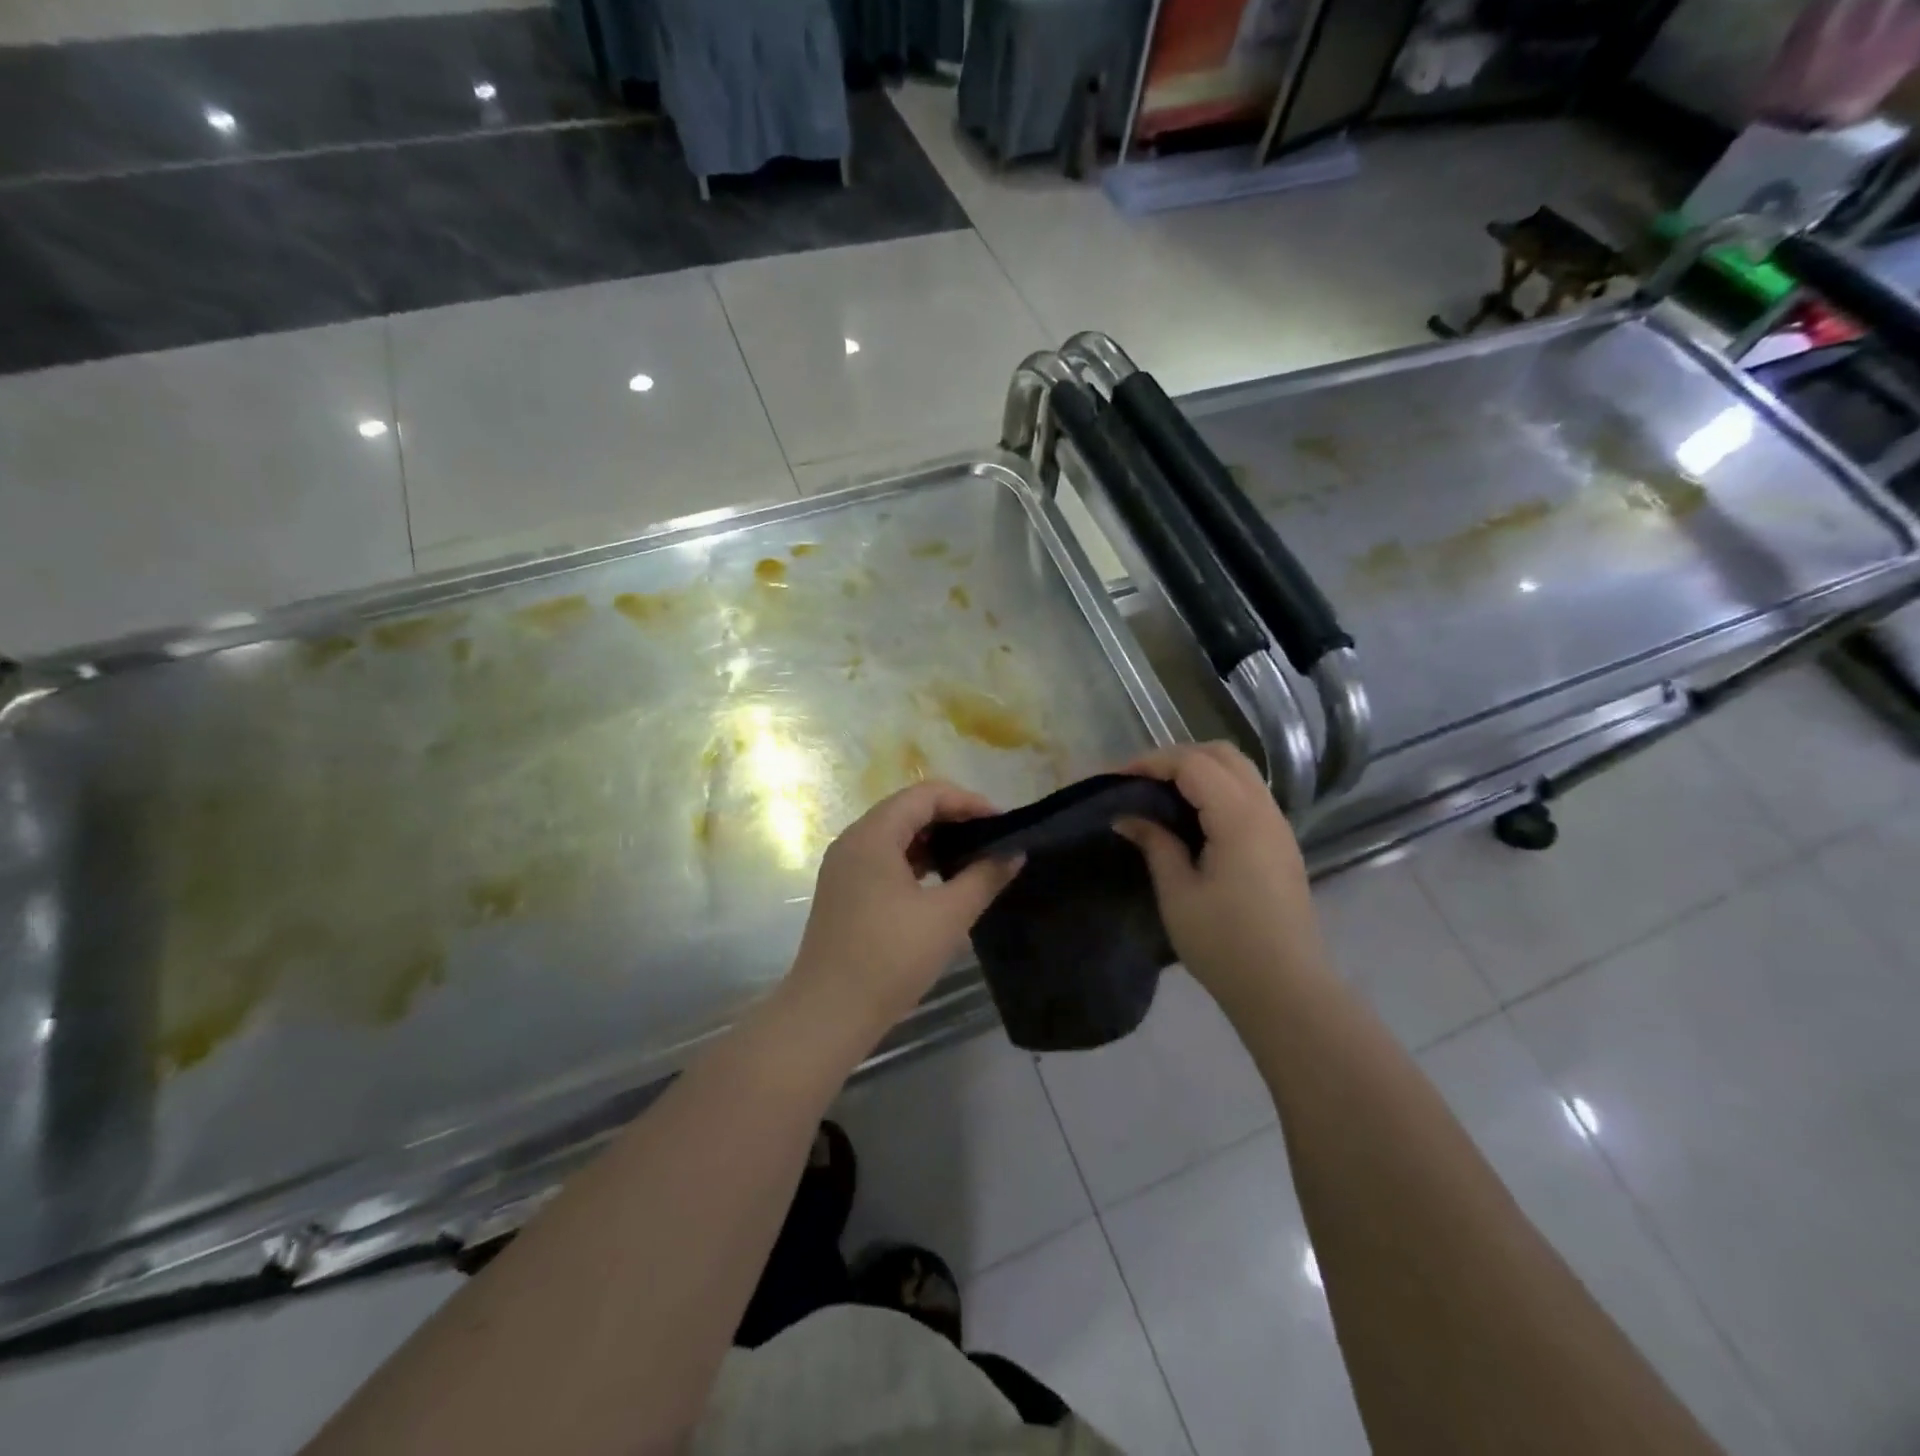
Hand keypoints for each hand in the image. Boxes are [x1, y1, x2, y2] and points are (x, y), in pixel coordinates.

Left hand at [785, 781, 1022, 1046]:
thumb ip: (984, 877)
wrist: (829, 1014)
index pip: (926, 794)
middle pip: (908, 809)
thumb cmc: (890, 958)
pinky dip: (915, 860)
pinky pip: (885, 858)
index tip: (1002, 823)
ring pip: (896, 834)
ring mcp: (844, 866)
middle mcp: (853, 840)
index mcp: (873, 835)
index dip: (968, 801)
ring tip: (972, 857)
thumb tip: (1014, 853)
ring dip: (934, 839)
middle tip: (991, 838)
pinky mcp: (844, 891)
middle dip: (953, 817)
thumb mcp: (947, 916)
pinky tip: (941, 881)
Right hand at [1116, 742, 1324, 1012]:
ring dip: (1198, 770)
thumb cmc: (1225, 945)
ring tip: (1160, 794)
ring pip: (1239, 771)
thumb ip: (1155, 843)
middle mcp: (1265, 811)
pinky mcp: (1280, 844)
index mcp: (1239, 819)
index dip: (1151, 763)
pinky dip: (1215, 789)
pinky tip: (1190, 816)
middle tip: (1139, 781)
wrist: (1286, 989)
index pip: (1193, 764)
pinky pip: (1247, 794)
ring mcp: (1278, 826)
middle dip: (1176, 757)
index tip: (1116, 779)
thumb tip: (1127, 816)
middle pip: (1222, 754)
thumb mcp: (1178, 894)